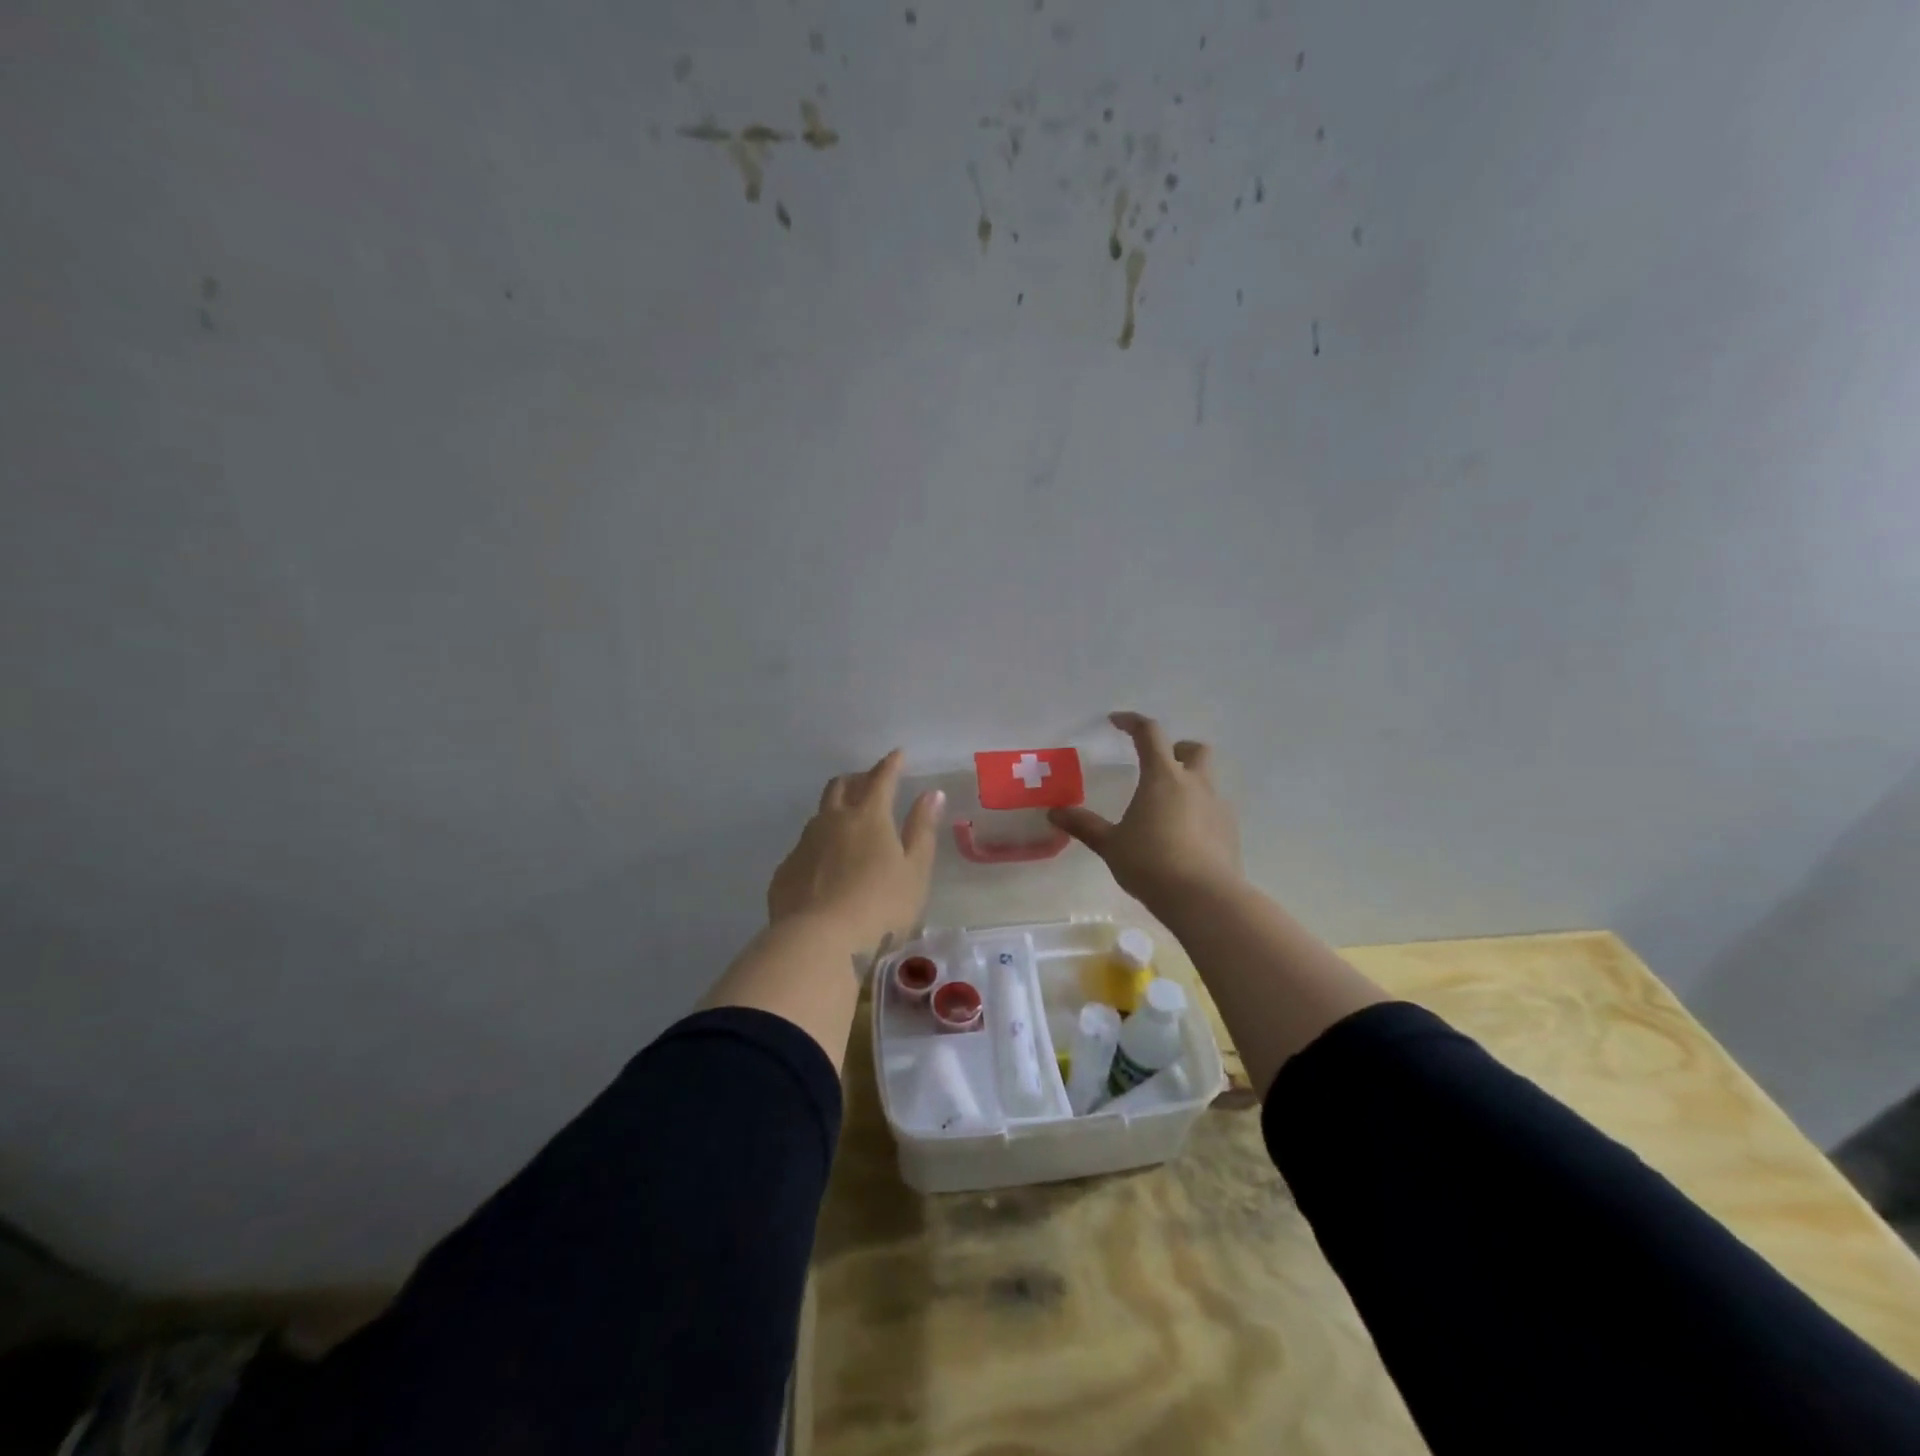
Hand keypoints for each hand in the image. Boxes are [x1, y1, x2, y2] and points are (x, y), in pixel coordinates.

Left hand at [768, 749, 944, 952]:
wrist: (817, 942)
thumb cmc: (880, 907)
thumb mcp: (914, 871)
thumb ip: (922, 830)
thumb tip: (931, 793)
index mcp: (869, 817)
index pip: (881, 779)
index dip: (891, 765)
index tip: (898, 754)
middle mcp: (832, 821)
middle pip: (841, 786)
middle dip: (856, 779)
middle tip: (869, 783)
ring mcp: (804, 845)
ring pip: (819, 815)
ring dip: (835, 811)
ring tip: (847, 825)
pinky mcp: (786, 871)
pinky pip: (804, 848)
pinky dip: (819, 847)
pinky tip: (825, 868)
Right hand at [1049, 712, 1242, 909]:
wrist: (1204, 898)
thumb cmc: (1151, 862)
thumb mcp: (1110, 845)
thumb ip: (1084, 826)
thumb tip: (1055, 813)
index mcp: (1163, 776)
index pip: (1149, 734)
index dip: (1133, 723)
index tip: (1117, 722)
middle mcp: (1195, 784)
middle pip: (1194, 749)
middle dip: (1176, 749)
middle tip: (1155, 766)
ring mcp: (1218, 807)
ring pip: (1207, 780)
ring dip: (1188, 783)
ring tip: (1164, 809)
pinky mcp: (1230, 832)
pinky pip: (1213, 810)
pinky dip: (1198, 812)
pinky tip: (1182, 837)